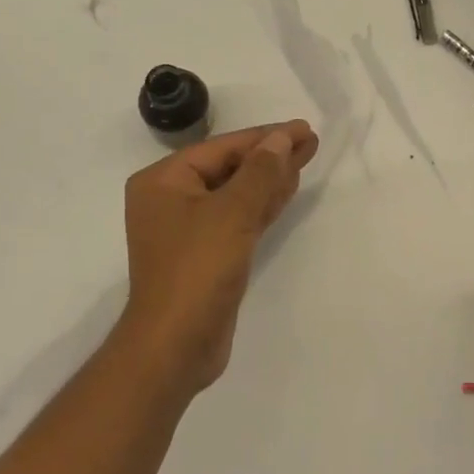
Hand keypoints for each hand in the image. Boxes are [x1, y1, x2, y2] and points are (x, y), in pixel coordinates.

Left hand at [117, 120, 318, 395]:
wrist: (176, 345)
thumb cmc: (197, 269)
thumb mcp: (232, 213)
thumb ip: (260, 172)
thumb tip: (281, 139)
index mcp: (163, 181)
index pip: (222, 148)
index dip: (265, 137)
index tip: (302, 128)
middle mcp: (170, 199)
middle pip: (229, 168)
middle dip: (270, 155)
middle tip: (310, 142)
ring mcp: (188, 229)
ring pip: (236, 193)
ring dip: (270, 178)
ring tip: (306, 158)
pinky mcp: (206, 254)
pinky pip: (237, 218)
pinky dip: (262, 204)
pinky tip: (287, 190)